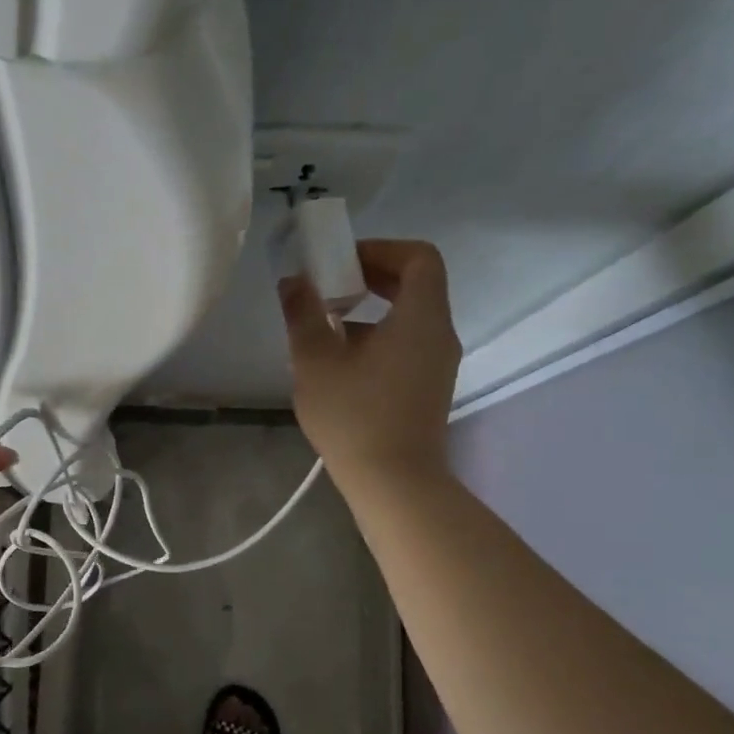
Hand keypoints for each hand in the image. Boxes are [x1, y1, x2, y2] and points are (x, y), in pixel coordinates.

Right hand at [282, 239, 461, 485]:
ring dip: (369, 311)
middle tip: (328, 287)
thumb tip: (294, 282)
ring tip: (325, 328)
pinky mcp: (429, 389)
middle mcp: (439, 334)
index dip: (380, 249)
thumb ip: (303, 314)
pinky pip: (407, 345)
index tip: (341, 263)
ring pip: (408, 318)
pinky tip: (340, 364)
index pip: (419, 257)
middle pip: (415, 285)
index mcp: (421, 318)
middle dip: (370, 278)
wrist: (393, 484)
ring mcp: (438, 364)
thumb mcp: (316, 361)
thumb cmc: (354, 416)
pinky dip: (378, 337)